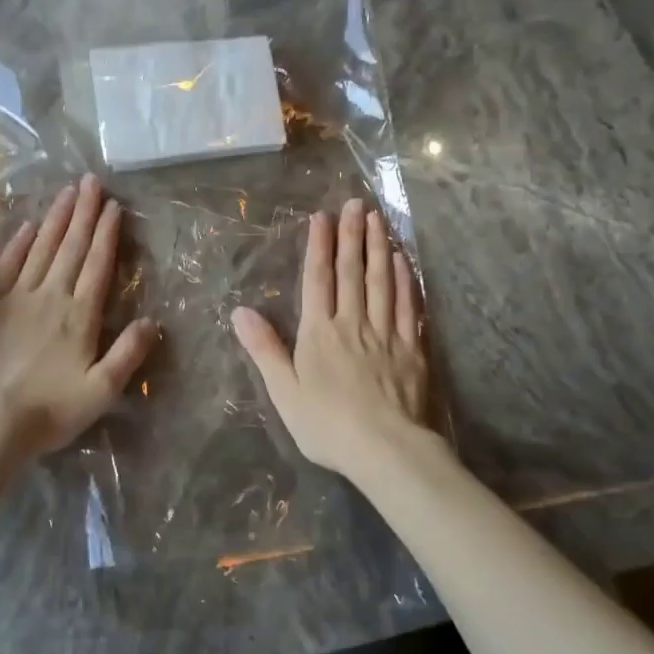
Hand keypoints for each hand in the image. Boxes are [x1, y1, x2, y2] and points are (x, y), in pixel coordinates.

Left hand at [0, 175, 160, 457]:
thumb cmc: (51, 409)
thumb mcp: (102, 390)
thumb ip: (128, 354)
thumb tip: (153, 321)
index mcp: (81, 315)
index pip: (97, 264)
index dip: (107, 233)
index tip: (113, 206)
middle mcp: (52, 297)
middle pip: (71, 247)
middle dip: (84, 213)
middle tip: (91, 181)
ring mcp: (19, 298)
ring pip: (42, 248)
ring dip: (56, 219)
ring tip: (67, 192)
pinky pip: (7, 265)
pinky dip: (19, 243)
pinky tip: (28, 226)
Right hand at [231, 198, 431, 482]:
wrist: (384, 449)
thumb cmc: (326, 424)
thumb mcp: (283, 391)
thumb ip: (264, 348)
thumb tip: (240, 311)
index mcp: (319, 332)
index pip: (318, 279)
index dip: (320, 246)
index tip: (322, 217)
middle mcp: (353, 323)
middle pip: (352, 272)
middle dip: (353, 236)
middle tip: (356, 203)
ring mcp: (386, 334)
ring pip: (382, 282)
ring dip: (379, 248)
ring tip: (379, 220)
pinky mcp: (412, 349)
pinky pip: (409, 306)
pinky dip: (405, 281)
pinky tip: (404, 262)